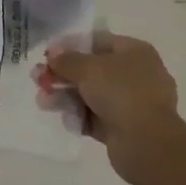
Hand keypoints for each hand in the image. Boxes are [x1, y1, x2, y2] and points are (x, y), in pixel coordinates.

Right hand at [38, 32, 182, 183]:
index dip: (70, 46)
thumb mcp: (88, 69)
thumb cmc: (121, 92)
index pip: (97, 41)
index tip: (47, 55)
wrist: (147, 143)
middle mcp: (136, 74)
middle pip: (92, 69)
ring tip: (42, 101)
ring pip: (91, 94)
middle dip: (63, 75)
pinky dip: (78, 116)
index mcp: (134, 52)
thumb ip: (66, 60)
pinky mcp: (124, 127)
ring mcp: (131, 102)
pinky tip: (62, 118)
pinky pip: (95, 117)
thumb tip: (53, 55)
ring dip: (65, 96)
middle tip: (38, 80)